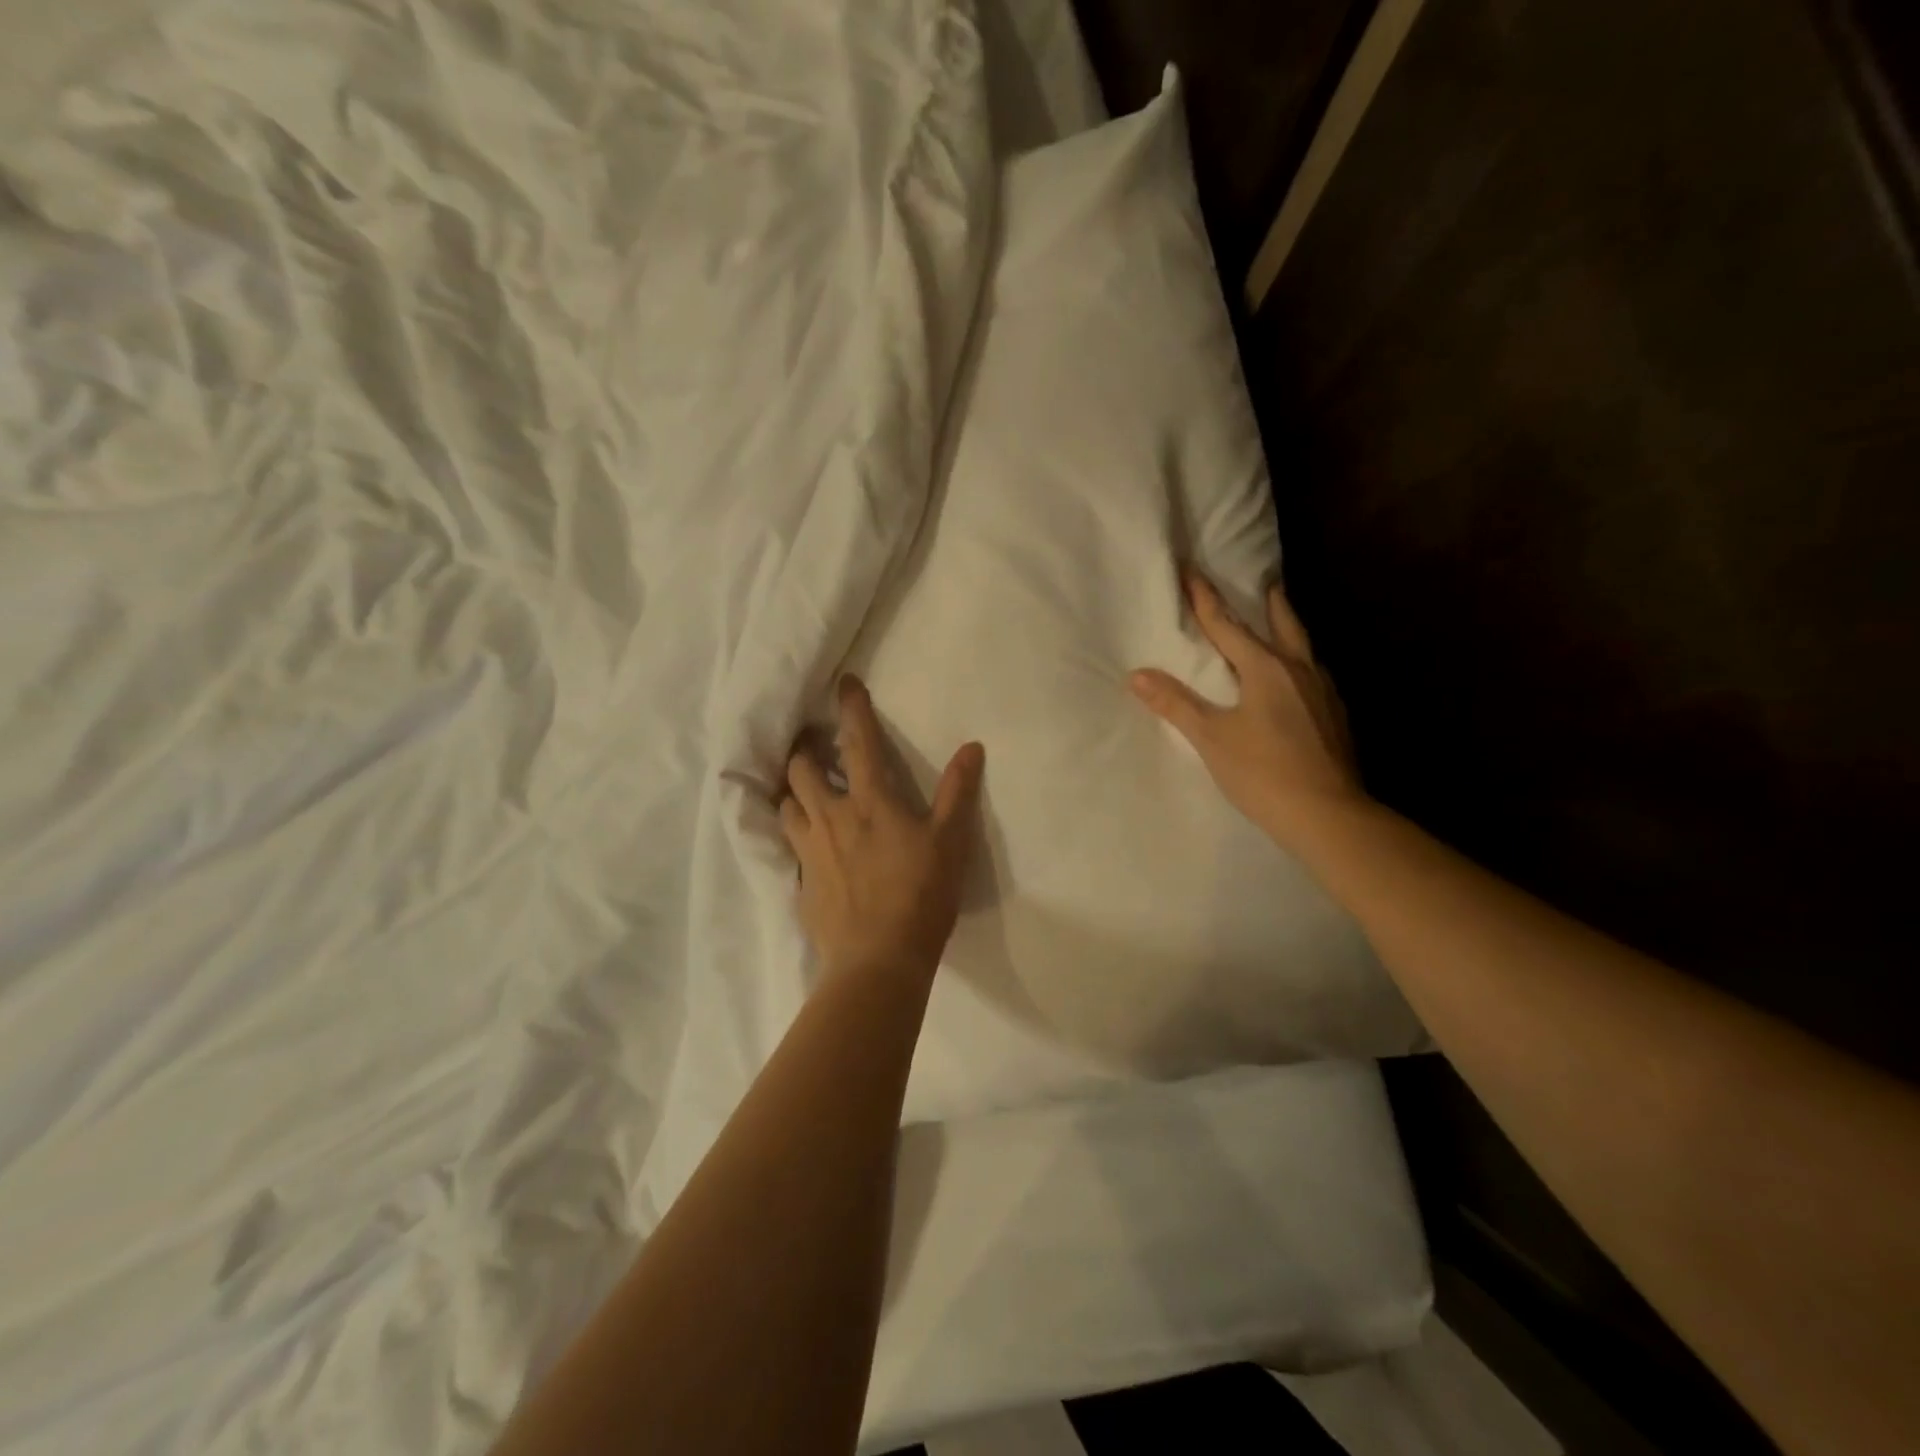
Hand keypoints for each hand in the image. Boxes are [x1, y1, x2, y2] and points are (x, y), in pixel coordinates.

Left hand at [781, 676, 985, 981]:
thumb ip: (958, 792)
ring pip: (787, 806)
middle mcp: (831, 817)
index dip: (851, 708)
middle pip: (801, 769)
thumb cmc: (921, 895)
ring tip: (805, 794)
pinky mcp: (800, 883)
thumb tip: (972, 746)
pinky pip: (789, 848)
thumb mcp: (951, 842)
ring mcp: (810, 851)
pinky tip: (809, 847)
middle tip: (815, 750)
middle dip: (805, 752)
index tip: (843, 683)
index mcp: (870, 802)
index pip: (857, 741)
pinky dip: (797, 836)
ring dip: (794, 793)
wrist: (879, 960)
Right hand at [1130, 569, 1363, 849]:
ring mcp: (1322, 693)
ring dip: (1289, 630)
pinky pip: (1313, 675)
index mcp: (1266, 668)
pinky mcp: (1335, 717)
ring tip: (1282, 625)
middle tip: (1267, 583)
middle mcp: (1298, 670)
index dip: (1205, 598)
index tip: (1192, 570)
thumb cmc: (1263, 772)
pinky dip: (1300, 663)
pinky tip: (1297, 681)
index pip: (1227, 625)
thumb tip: (1137, 675)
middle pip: (1283, 625)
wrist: (1328, 815)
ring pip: (1304, 649)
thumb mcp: (1211, 737)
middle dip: (1270, 603)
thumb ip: (1176, 704)